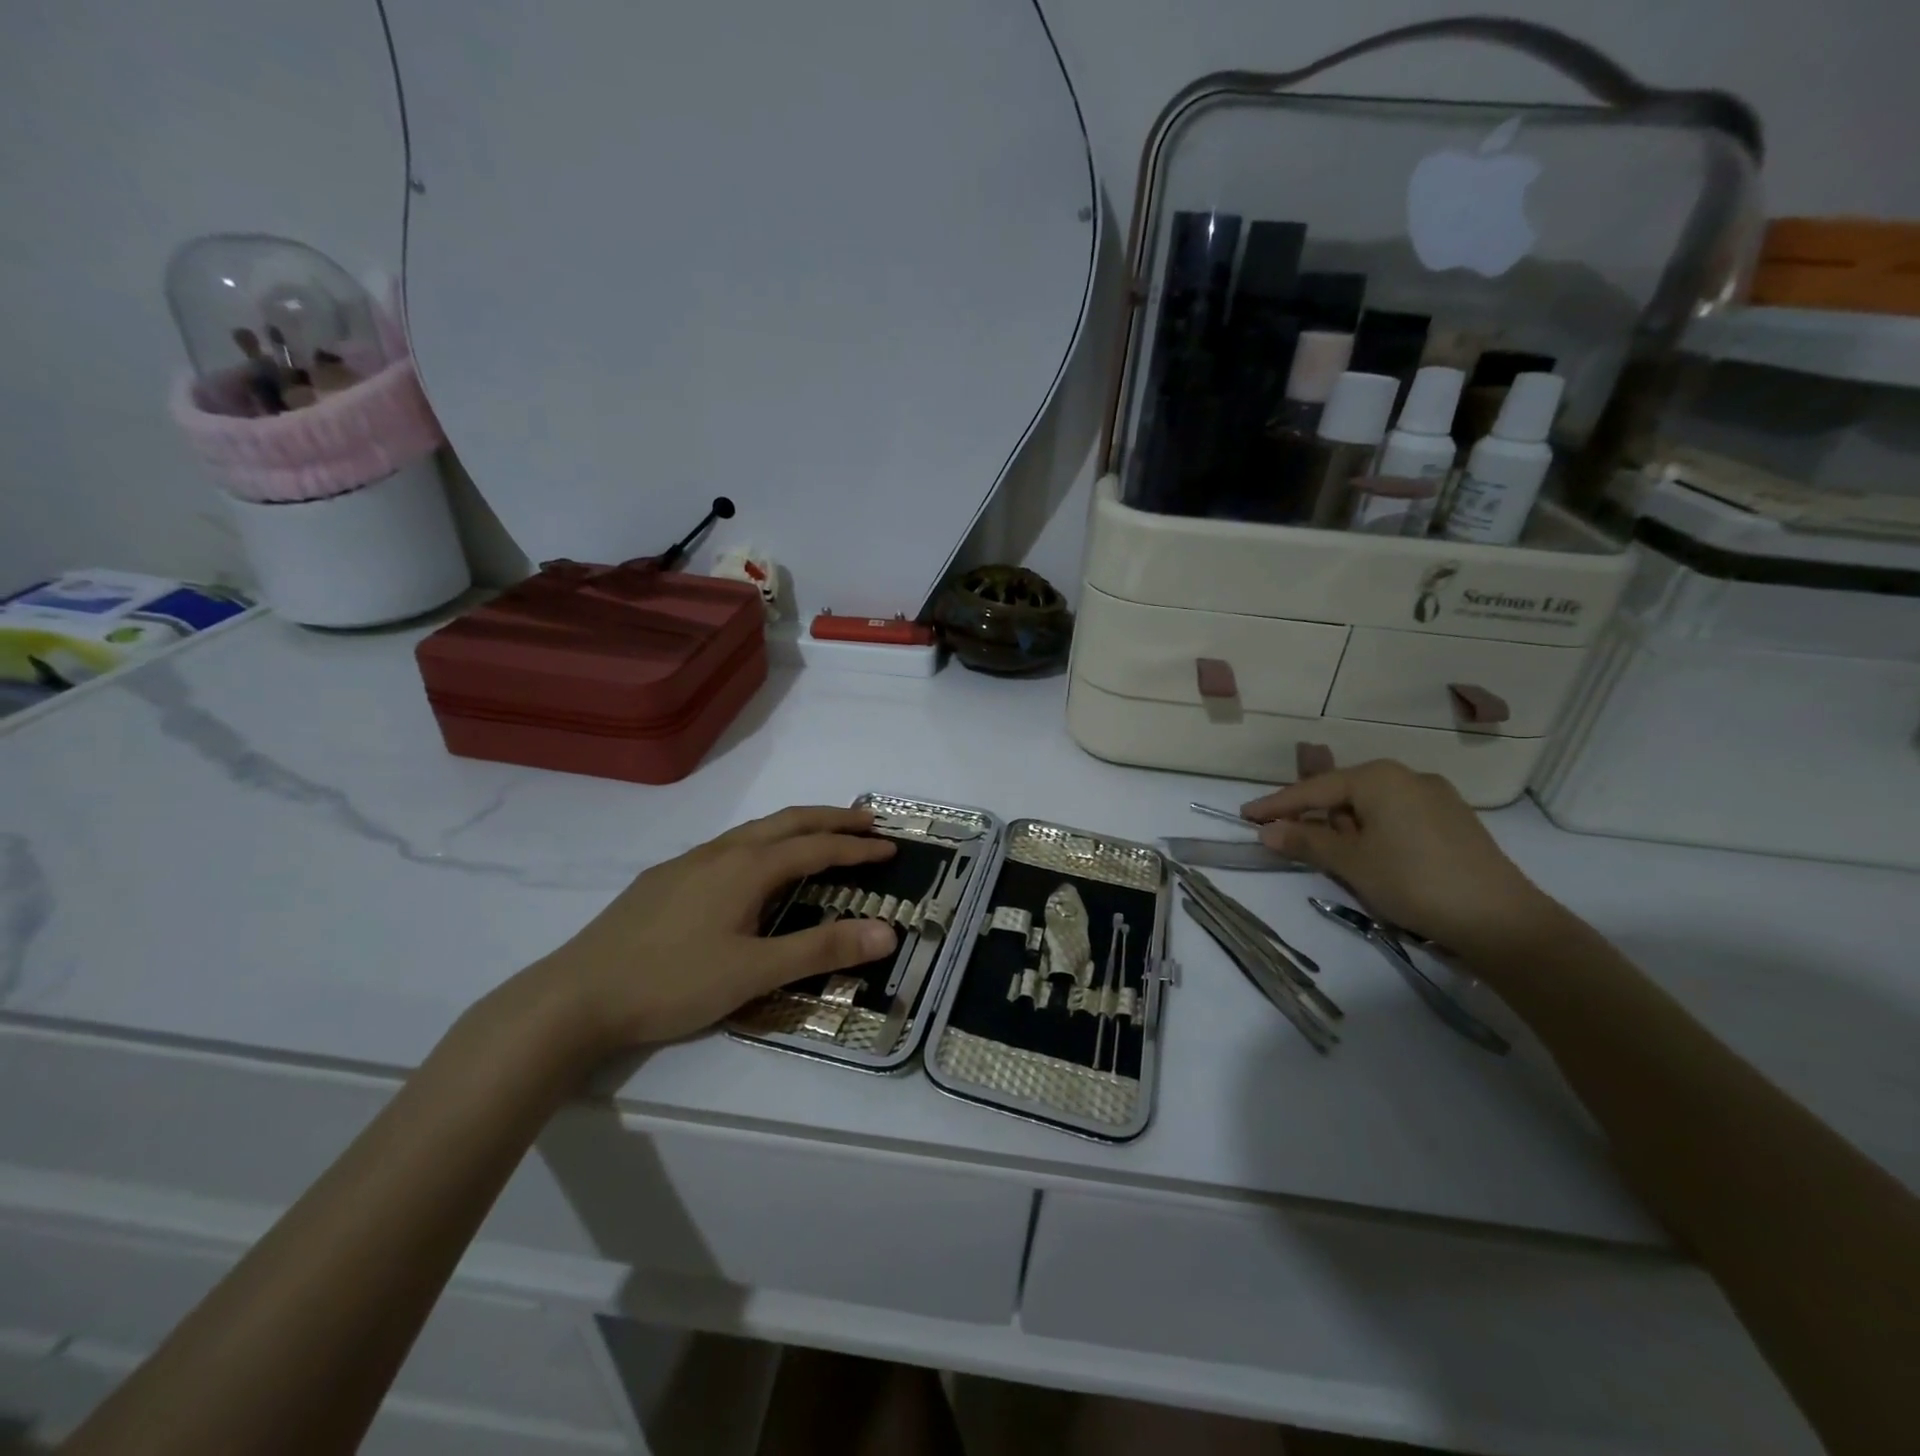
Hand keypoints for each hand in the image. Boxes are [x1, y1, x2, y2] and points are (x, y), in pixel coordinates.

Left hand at [526, 806, 898, 1056]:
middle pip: (787, 822)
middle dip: (831, 818)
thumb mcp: (755, 972)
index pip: (817, 847)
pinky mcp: (664, 879)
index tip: (890, 847)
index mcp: (747, 868)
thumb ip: (821, 949)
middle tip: (867, 821)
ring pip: (754, 830)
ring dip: (795, 827)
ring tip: (819, 836)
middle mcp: (721, 852)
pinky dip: (762, 843)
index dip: (857, 847)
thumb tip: (887, 931)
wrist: (576, 995)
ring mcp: (688, 862)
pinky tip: (752, 869)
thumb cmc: (672, 983)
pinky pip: (728, 846)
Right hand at [1241, 760, 1562, 954]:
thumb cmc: (1413, 882)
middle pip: (1343, 794)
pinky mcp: (1454, 821)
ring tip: (1340, 860)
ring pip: (1372, 807)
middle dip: (1316, 818)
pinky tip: (1376, 860)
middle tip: (1291, 842)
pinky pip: (1398, 818)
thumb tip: (1266, 832)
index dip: (1276, 805)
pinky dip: (1375, 834)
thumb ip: (1306, 841)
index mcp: (1379, 778)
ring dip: (1347, 829)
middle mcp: (1408, 777)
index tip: (1245, 816)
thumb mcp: (1351, 863)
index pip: (1314, 789)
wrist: (1502, 920)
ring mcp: (1437, 797)